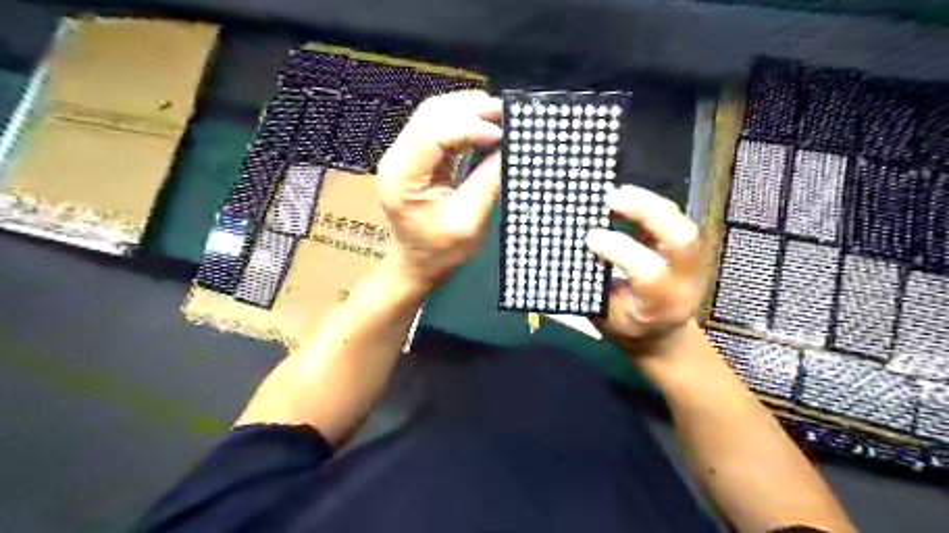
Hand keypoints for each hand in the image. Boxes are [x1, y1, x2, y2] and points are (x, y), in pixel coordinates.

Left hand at [379, 89, 502, 291]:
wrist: (416, 263)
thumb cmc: (439, 251)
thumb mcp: (467, 224)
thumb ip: (486, 185)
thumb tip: (509, 150)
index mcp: (402, 176)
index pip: (433, 133)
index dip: (469, 126)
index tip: (502, 134)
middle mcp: (398, 157)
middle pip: (431, 114)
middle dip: (471, 109)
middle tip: (507, 113)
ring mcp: (405, 153)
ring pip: (435, 113)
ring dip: (469, 109)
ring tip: (500, 114)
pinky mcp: (416, 155)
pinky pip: (439, 125)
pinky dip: (464, 120)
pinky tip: (486, 123)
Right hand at [586, 186, 703, 356]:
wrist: (662, 335)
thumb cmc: (626, 327)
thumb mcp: (605, 316)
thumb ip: (595, 286)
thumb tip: (576, 250)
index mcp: (661, 305)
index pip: (649, 273)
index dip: (621, 250)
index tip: (591, 237)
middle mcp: (684, 282)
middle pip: (681, 240)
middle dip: (648, 213)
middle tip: (612, 197)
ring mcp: (693, 263)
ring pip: (682, 225)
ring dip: (650, 203)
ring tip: (619, 191)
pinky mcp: (688, 248)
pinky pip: (676, 219)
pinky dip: (652, 205)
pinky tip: (629, 196)